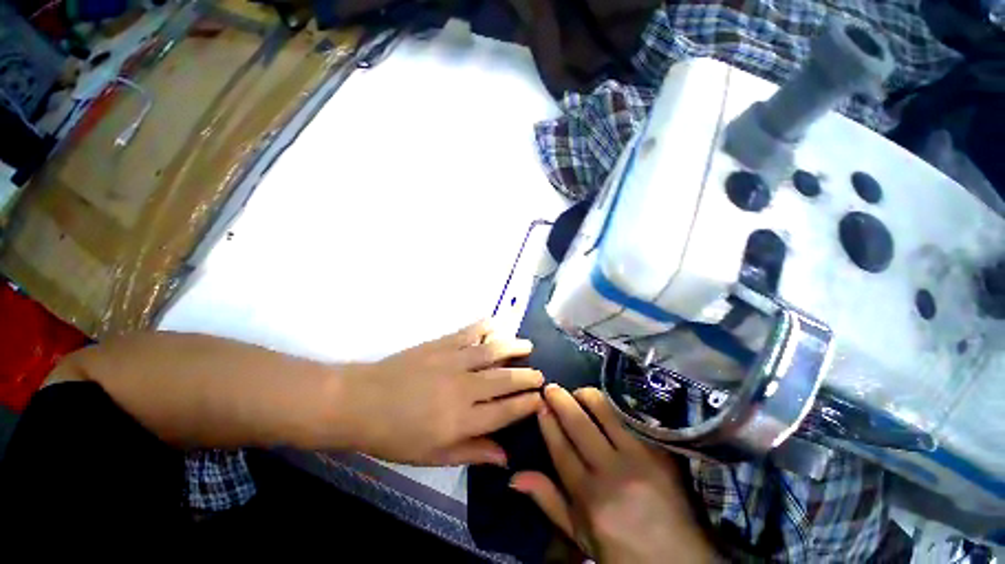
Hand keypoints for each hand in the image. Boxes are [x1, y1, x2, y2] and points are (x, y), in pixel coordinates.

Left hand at [334, 321, 542, 466]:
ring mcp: (453, 362)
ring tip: (527, 345)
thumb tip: (504, 457)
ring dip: (513, 347)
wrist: (361, 402)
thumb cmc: (396, 435)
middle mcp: (464, 388)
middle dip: (527, 376)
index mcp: (462, 420)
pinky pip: (469, 333)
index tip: (541, 398)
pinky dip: (484, 327)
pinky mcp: (441, 344)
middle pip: (505, 379)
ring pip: (492, 352)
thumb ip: (472, 452)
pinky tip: (495, 323)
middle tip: (540, 373)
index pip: (506, 411)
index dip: (526, 404)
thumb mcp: (433, 456)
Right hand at [511, 385, 713, 563]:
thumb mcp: (579, 536)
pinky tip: (605, 401)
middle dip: (560, 399)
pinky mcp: (659, 450)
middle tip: (551, 388)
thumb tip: (514, 476)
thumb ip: (549, 501)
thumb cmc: (621, 551)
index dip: (548, 422)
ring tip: (578, 393)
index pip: (561, 447)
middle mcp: (612, 471)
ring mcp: (639, 457)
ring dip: (586, 395)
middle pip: (579, 423)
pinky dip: (613, 404)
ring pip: (605, 411)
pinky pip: (631, 416)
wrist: (680, 561)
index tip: (539, 404)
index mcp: (589, 496)